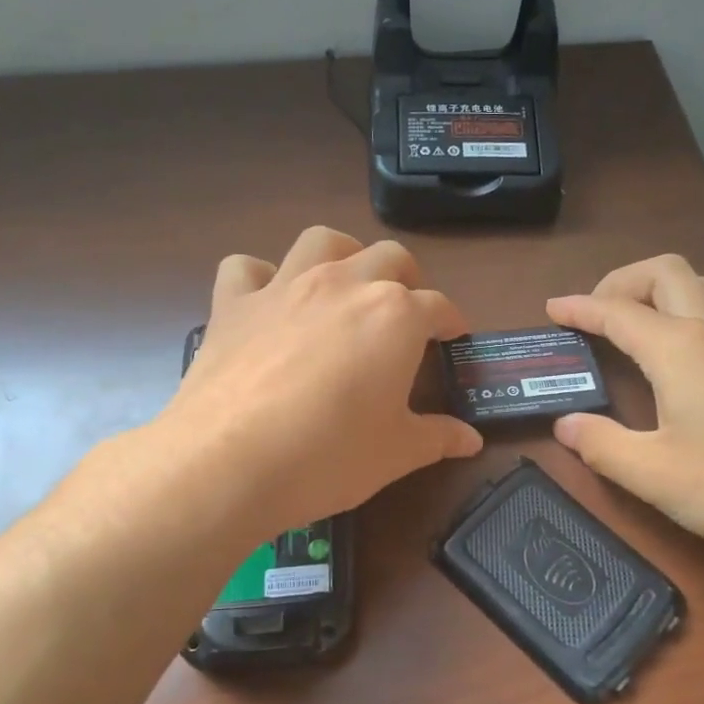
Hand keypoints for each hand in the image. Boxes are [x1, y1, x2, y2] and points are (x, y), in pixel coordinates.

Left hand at [153, 227, 482, 535]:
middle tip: (406, 311)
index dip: (451, 321)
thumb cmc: (331, 455)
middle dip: (407, 279)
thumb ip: (438, 437)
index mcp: (395, 315)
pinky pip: (247, 268)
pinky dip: (260, 277)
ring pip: (322, 241)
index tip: (452, 337)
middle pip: (389, 258)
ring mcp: (285, 287)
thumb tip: (471, 440)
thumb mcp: (397, 453)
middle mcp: (344, 284)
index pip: (438, 307)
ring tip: (346, 283)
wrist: (231, 462)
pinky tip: (267, 300)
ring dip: (343, 254)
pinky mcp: (234, 304)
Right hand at [547, 256, 703, 577]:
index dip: (579, 308)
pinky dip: (703, 306)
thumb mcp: (654, 476)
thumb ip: (602, 445)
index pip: (617, 312)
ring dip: (669, 286)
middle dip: (621, 282)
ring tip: (647, 319)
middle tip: (597, 314)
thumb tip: (566, 424)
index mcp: (680, 348)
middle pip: (665, 273)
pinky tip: (699, 348)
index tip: (552, 309)